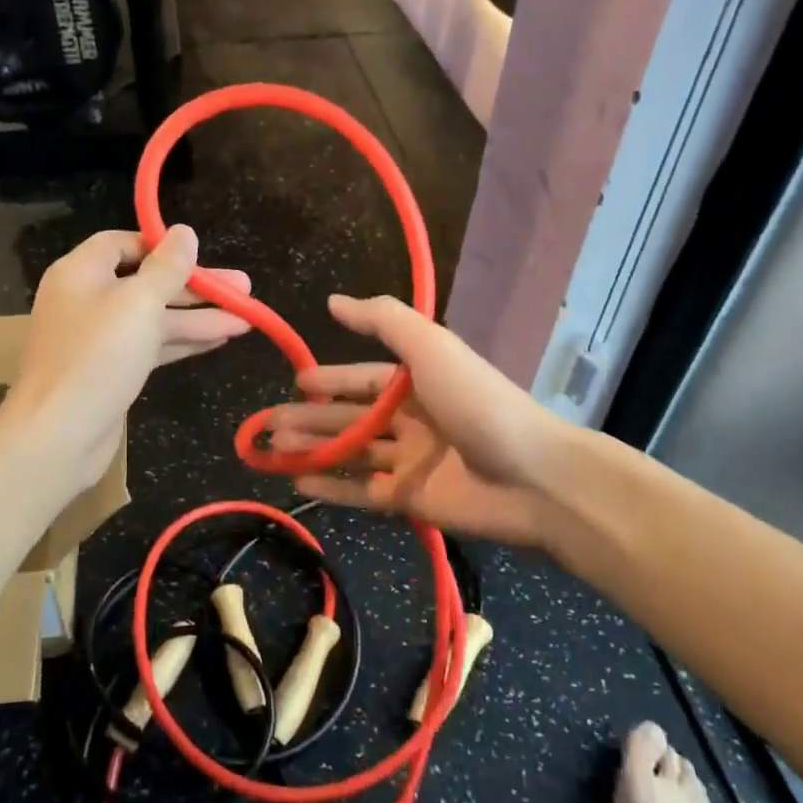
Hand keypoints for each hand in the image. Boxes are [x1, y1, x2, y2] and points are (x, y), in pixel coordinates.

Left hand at [4, 227, 250, 487]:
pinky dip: (182, 341)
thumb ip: (166, 268)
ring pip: (154, 317)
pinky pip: (151, 345)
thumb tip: (184, 232)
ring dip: (198, 317)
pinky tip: (219, 340)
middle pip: (147, 282)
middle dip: (196, 287)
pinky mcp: (110, 370)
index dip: (162, 247)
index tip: (200, 256)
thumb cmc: (97, 358)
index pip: (123, 243)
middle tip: (245, 288)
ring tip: (246, 319)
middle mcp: (87, 299)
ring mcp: (98, 338)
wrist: (59, 434)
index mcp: (81, 273)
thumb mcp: (139, 304)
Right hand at [267, 294, 568, 547]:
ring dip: (313, 450)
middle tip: (268, 424)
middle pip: (351, 417)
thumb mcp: (431, 347)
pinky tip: (298, 485)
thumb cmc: (477, 403)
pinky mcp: (411, 500)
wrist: (533, 478)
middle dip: (311, 418)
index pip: (364, 377)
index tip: (295, 382)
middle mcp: (413, 419)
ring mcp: (412, 461)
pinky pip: (362, 492)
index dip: (330, 378)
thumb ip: (383, 321)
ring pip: (351, 453)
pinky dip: (331, 489)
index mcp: (419, 381)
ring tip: (273, 449)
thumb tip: (333, 301)